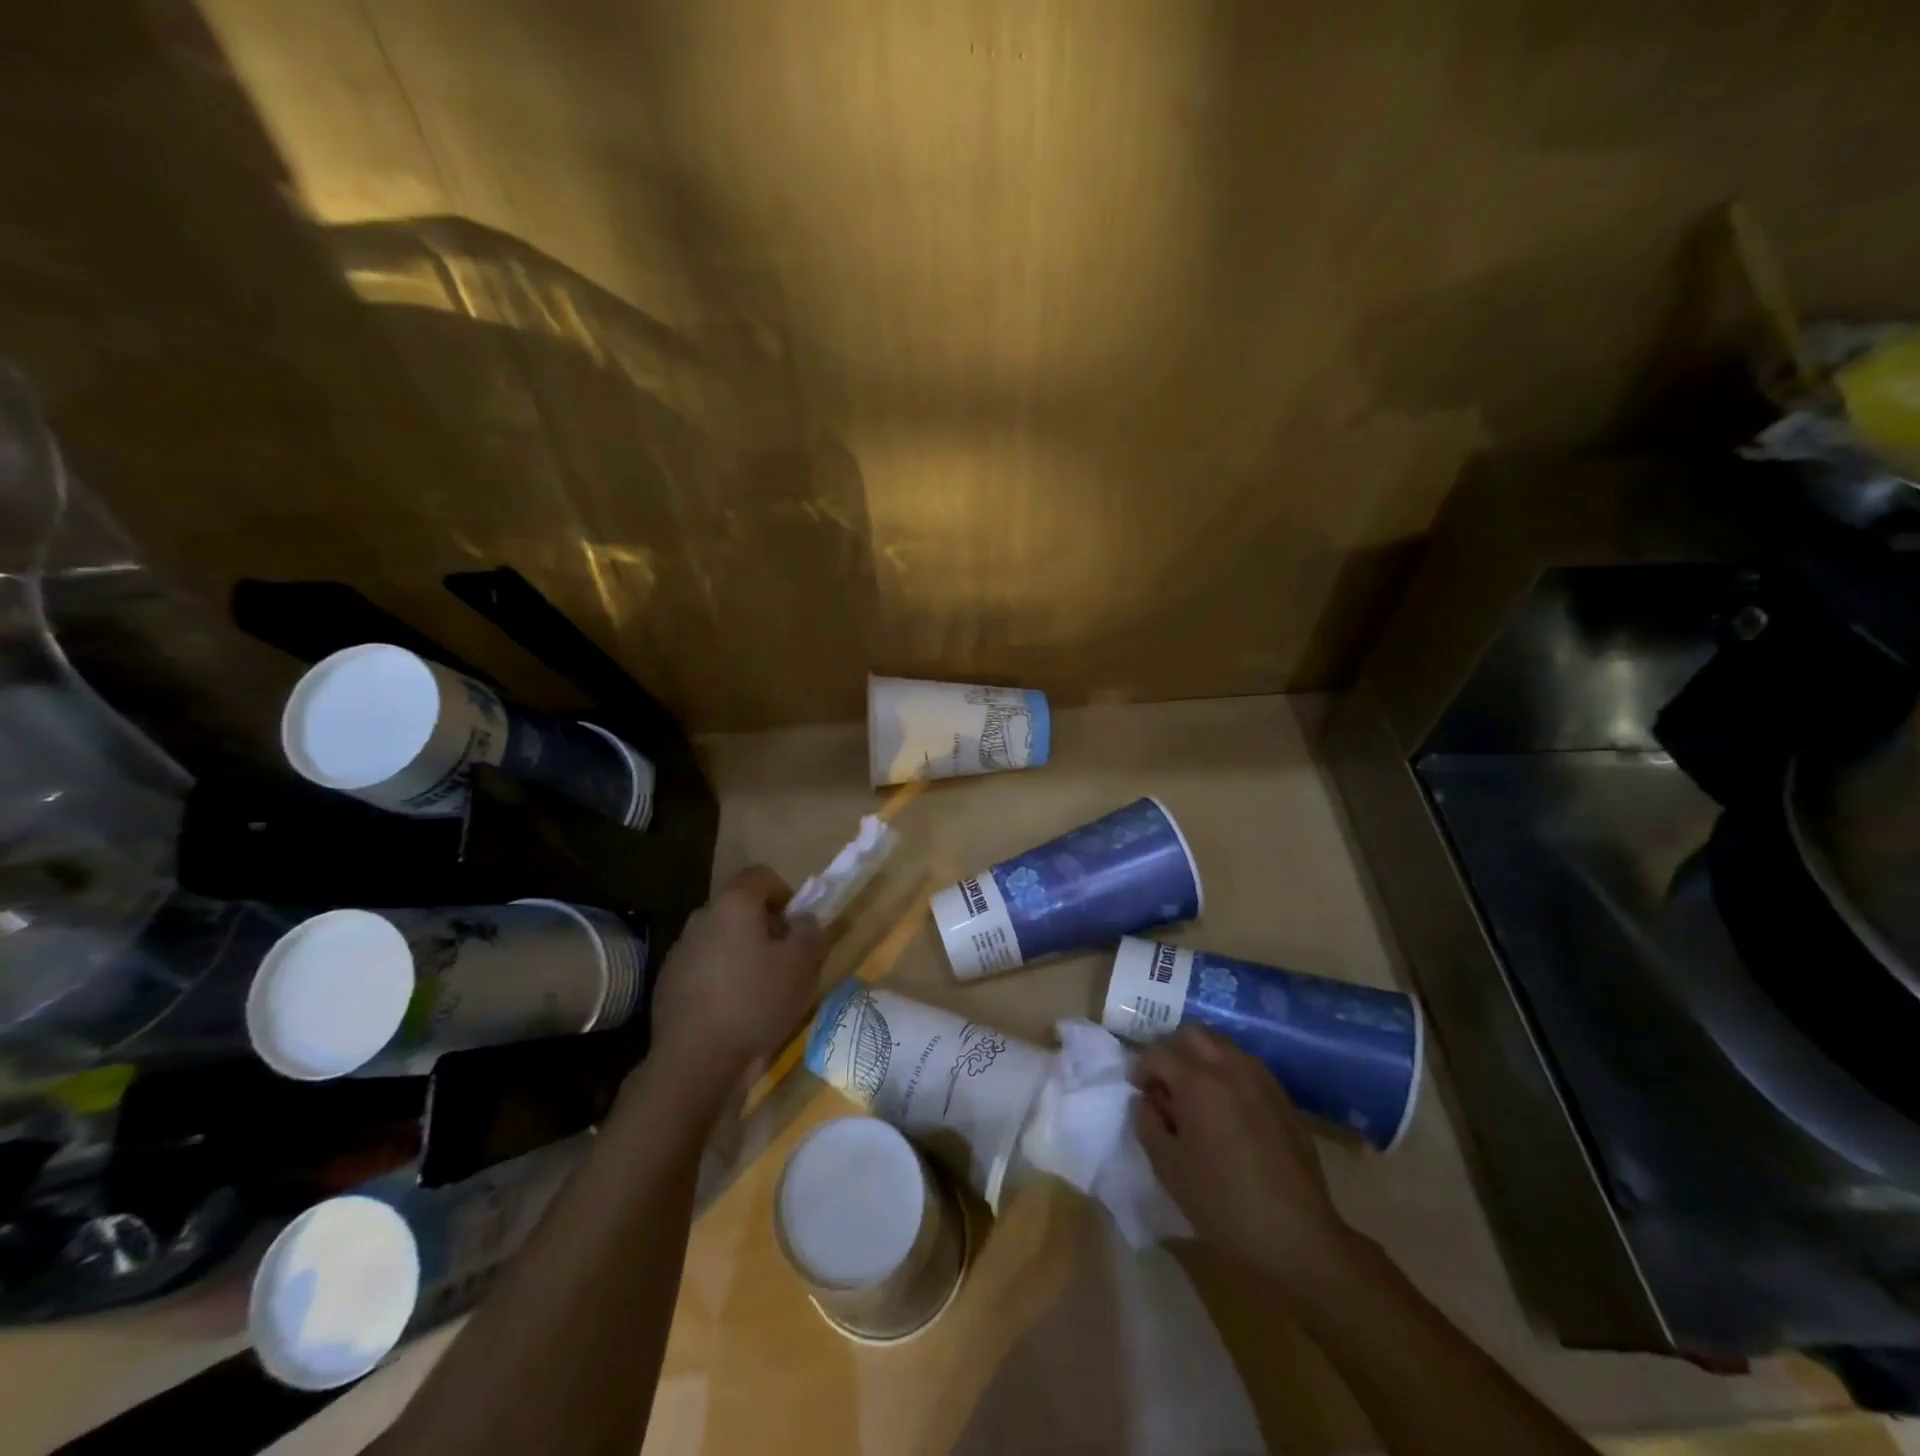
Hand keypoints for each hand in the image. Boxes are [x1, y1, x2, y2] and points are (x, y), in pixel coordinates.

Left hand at [647, 866, 824, 1081]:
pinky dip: (719, 978)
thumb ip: (809, 931)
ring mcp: (680, 950)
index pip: (762, 875)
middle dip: (764, 926)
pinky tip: (732, 1010)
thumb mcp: (802, 965)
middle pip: (740, 908)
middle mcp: (702, 917)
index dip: (785, 893)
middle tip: (783, 959)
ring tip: (758, 989)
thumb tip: (803, 920)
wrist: (695, 1059)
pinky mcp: (668, 982)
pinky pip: (703, 967)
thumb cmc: (756, 1001)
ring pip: (720, 939)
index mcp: (734, 904)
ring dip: (740, 953)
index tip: (796, 926)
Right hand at [1134, 1026, 1351, 1284]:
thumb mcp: (1168, 1167)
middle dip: (1171, 1051)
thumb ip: (1148, 1123)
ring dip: (1201, 1058)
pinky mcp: (1282, 1098)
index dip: (1142, 1067)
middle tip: (1164, 1085)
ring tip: (1195, 1095)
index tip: (1139, 1091)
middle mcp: (1230, 1067)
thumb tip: (1146, 1101)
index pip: (1159, 1052)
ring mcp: (1261, 1079)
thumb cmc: (1223, 1203)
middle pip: (1193, 1034)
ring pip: (1222, 1044)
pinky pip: (1246, 1066)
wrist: (1297, 1236)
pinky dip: (1227, 1072)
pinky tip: (1226, 1110)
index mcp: (1198, 1081)